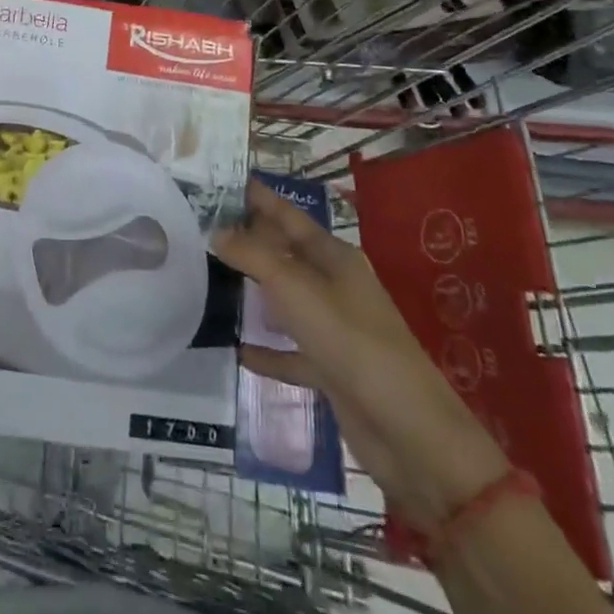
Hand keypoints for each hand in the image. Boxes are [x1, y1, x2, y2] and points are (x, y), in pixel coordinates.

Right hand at [213, 181, 507, 530]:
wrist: (409, 433)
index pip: (288, 216)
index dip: (259, 199)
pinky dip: (268, 350)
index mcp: (334, 257)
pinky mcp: (333, 369)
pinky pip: (292, 352)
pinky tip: (238, 350)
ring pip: (288, 300)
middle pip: (287, 255)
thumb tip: (216, 231)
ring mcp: (335, 328)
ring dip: (257, 291)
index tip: (224, 181)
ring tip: (214, 280)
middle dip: (251, 241)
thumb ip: (253, 256)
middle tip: (205, 228)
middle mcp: (335, 285)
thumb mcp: (295, 289)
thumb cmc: (351, 341)